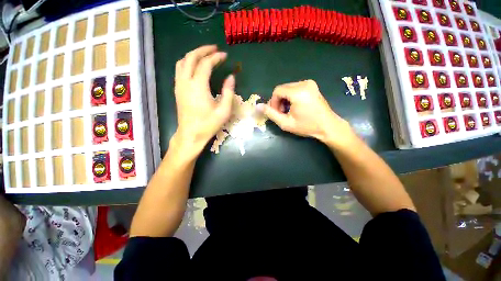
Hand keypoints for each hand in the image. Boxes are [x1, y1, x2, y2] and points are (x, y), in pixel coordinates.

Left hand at [172, 45, 234, 153]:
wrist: (191, 135)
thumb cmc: (208, 124)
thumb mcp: (224, 110)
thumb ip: (228, 92)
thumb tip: (231, 77)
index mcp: (198, 86)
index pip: (206, 64)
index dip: (216, 57)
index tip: (225, 55)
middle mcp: (186, 82)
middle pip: (191, 57)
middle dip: (203, 50)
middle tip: (214, 49)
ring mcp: (179, 85)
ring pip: (182, 62)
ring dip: (194, 55)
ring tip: (205, 54)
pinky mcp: (177, 90)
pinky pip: (180, 70)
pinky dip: (188, 62)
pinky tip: (195, 66)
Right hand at [258, 80, 354, 148]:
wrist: (328, 126)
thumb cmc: (307, 126)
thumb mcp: (286, 123)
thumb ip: (271, 114)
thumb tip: (258, 106)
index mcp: (298, 92)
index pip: (277, 91)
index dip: (273, 102)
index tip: (276, 113)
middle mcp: (304, 83)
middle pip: (282, 89)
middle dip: (278, 101)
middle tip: (281, 113)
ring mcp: (309, 83)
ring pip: (288, 88)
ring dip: (284, 99)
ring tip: (288, 111)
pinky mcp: (311, 85)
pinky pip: (294, 88)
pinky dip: (291, 96)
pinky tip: (294, 106)